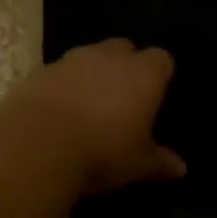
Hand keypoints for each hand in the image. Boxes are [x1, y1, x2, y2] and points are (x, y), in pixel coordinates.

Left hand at [9, 39, 185, 194]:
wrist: (36, 145)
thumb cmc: (102, 151)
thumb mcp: (137, 164)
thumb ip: (159, 162)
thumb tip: (180, 168)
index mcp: (143, 74)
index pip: (161, 60)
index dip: (160, 75)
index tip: (156, 96)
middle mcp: (108, 57)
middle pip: (124, 49)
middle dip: (125, 67)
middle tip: (124, 99)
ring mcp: (71, 60)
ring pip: (89, 58)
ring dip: (92, 75)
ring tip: (89, 107)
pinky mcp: (39, 72)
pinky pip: (59, 73)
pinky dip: (63, 87)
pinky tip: (59, 114)